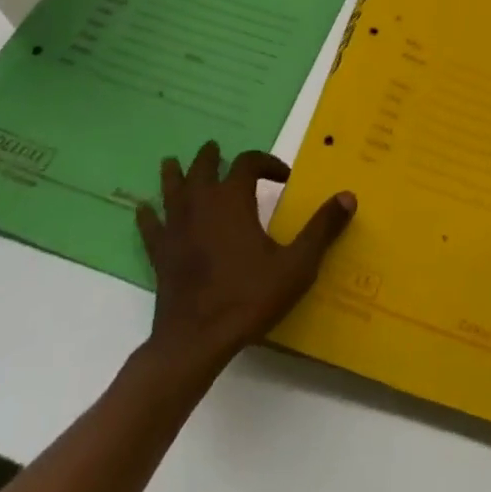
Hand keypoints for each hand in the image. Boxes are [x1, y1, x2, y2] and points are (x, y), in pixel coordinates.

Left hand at [136, 142, 355, 369]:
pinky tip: (142, 209)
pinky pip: (151, 228)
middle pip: (204, 168)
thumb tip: (348, 196)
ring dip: (175, 174)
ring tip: (172, 162)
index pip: (247, 163)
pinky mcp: (161, 255)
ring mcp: (177, 229)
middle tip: (215, 150)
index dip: (266, 163)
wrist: (196, 342)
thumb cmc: (249, 298)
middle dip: (212, 158)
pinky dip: (148, 216)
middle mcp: (202, 205)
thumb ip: (322, 228)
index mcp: (233, 200)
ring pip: (172, 190)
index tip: (282, 176)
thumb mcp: (297, 264)